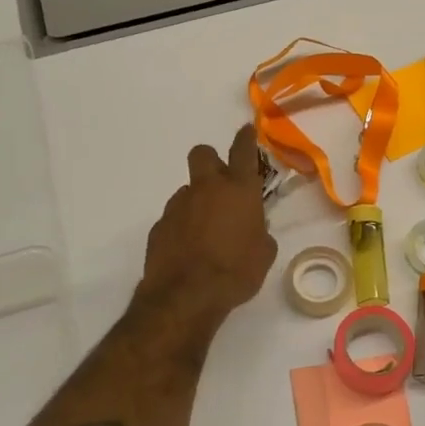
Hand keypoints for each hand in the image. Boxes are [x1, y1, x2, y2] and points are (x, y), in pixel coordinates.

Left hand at [140, 124, 278, 322]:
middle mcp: (207, 189)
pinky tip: (190, 250)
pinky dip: (183, 226)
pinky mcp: (160, 225)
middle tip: (221, 183)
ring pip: (189, 190)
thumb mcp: (264, 253)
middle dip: (212, 161)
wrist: (187, 295)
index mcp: (239, 190)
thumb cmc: (236, 272)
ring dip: (198, 202)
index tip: (246, 130)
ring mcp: (179, 205)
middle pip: (203, 154)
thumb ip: (260, 232)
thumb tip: (253, 228)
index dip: (245, 138)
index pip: (243, 151)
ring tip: (207, 232)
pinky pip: (175, 217)